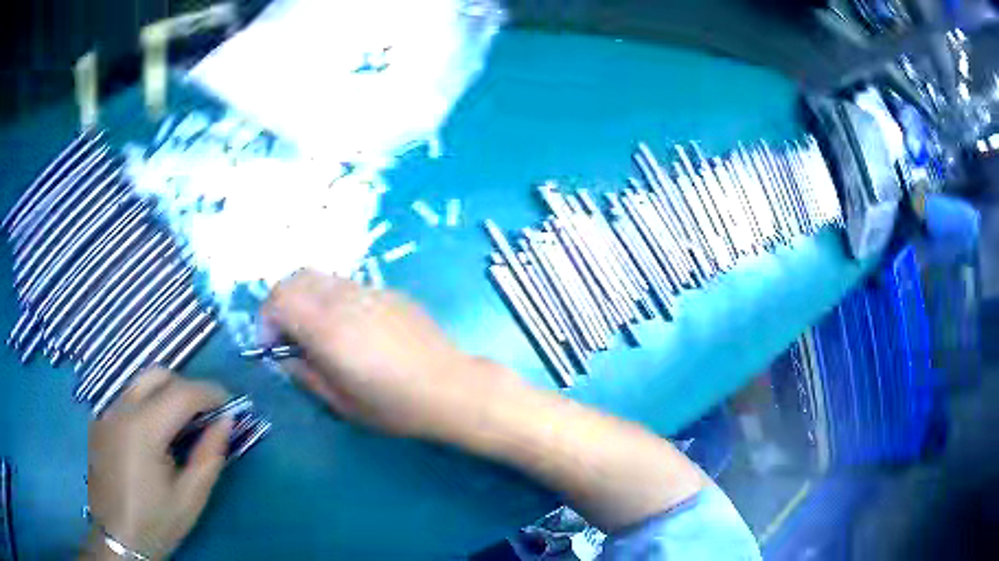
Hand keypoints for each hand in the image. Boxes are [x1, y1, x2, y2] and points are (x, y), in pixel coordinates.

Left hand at [85, 368, 231, 559]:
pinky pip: (127, 398)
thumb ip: (209, 456)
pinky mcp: (99, 420)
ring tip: (181, 423)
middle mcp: (120, 408)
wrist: (117, 537)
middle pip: (157, 375)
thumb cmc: (156, 522)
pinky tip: (154, 434)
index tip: (230, 403)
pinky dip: (147, 403)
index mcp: (142, 428)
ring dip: (165, 392)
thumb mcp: (190, 498)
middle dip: (186, 386)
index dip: (210, 392)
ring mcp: (105, 411)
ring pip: (140, 383)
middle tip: (205, 413)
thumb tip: (226, 421)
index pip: (181, 393)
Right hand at [261, 270, 516, 439]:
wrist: (450, 388)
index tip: (271, 346)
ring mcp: (369, 290)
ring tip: (317, 332)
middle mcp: (344, 299)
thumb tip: (286, 357)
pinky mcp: (389, 291)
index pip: (278, 299)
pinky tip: (349, 328)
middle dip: (280, 302)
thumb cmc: (395, 406)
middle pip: (295, 278)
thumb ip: (305, 375)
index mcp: (327, 327)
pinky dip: (331, 299)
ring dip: (306, 298)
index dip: (265, 320)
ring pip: (321, 277)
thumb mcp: (341, 403)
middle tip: (287, 335)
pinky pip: (347, 285)